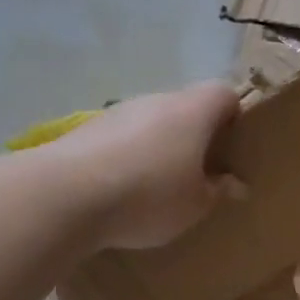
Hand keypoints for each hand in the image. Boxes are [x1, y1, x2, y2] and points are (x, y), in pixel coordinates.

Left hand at [48, 82, 243, 251]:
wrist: (66, 195)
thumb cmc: (148, 196)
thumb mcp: (195, 205)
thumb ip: (217, 191)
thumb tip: (234, 184)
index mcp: (193, 111)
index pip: (224, 94)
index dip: (234, 115)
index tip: (233, 147)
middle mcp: (156, 101)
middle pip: (185, 107)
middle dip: (194, 136)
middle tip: (198, 174)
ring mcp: (117, 112)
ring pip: (150, 123)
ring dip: (158, 147)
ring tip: (157, 188)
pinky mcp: (86, 130)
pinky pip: (120, 140)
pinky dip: (127, 158)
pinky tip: (121, 192)